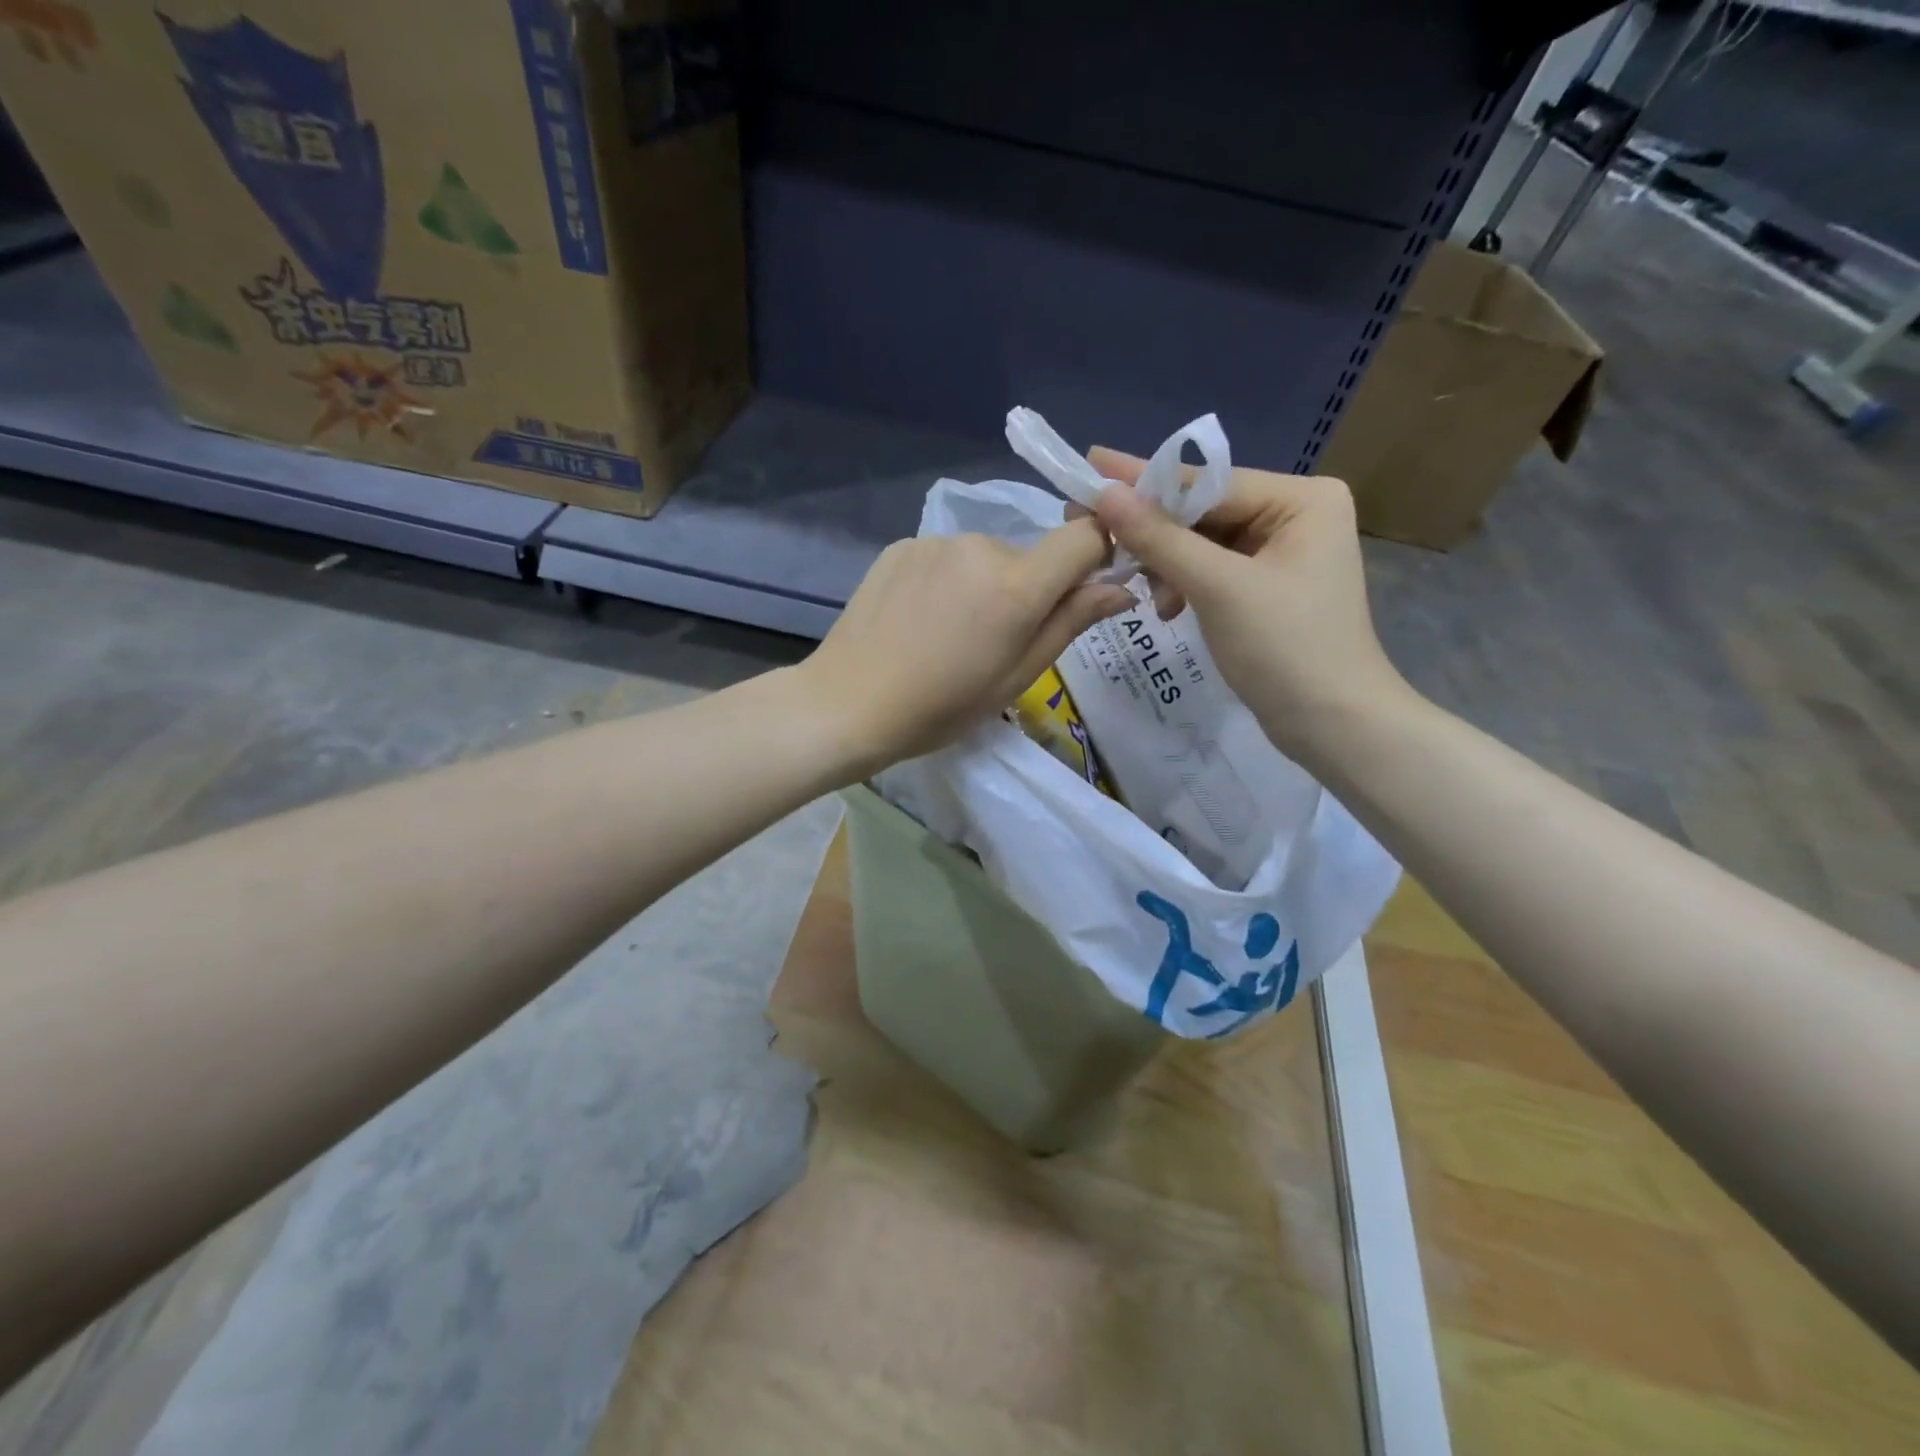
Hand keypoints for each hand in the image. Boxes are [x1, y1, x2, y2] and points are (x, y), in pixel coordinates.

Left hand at [796, 520, 1134, 775]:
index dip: (1094, 557)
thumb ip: (1071, 623)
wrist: (849, 703)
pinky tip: (918, 620)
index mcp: (1016, 585)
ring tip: (948, 634)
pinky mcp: (900, 546)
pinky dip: (945, 581)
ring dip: (982, 585)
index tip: (1080, 591)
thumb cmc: (941, 706)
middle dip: (1025, 590)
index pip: (1084, 536)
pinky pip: (944, 558)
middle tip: (993, 641)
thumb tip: (1121, 587)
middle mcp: (979, 546)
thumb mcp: (1016, 677)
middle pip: (1029, 556)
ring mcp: (935, 542)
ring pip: (984, 557)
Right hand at [1087, 447, 1411, 757]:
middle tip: (1094, 532)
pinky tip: (1168, 608)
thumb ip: (1160, 538)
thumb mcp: (1218, 588)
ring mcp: (1282, 552)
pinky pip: (1212, 570)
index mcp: (1302, 499)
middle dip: (1155, 534)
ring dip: (1167, 566)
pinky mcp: (1267, 586)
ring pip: (1202, 543)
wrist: (1332, 725)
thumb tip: (1105, 493)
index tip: (1091, 464)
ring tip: (1148, 596)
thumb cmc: (1284, 648)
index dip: (1145, 481)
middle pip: (1204, 511)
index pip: (1208, 483)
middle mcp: (1296, 514)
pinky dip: (1184, 585)